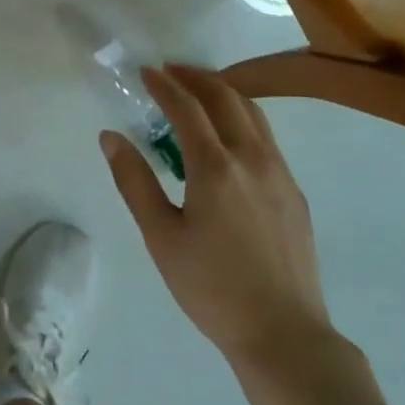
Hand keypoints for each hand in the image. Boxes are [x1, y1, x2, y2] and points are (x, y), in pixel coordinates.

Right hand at [103, 65, 332, 367]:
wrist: (284, 334)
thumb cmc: (212, 288)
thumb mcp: (161, 237)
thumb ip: (134, 182)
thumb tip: (110, 137)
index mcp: (215, 168)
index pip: (186, 108)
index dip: (164, 85)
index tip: (146, 71)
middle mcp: (251, 158)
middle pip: (226, 97)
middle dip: (196, 77)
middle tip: (171, 70)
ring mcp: (279, 173)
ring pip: (253, 113)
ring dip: (223, 92)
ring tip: (199, 91)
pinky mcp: (294, 191)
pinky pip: (266, 137)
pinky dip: (242, 117)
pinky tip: (229, 136)